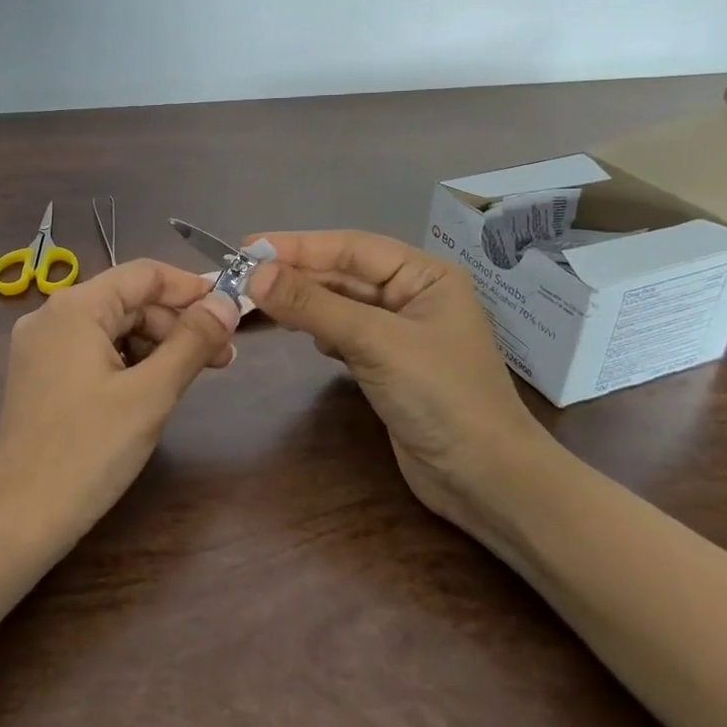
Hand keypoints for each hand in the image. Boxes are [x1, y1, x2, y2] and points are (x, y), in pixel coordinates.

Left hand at [0, 259, 239, 558]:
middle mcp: (51, 316)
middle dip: (177, 324)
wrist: (18, 520)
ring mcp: (41, 348)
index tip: (232, 311)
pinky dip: (130, 362)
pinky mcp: (40, 376)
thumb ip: (192, 342)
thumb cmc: (88, 452)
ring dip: (157, 345)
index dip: (191, 288)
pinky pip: (94, 352)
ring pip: (113, 328)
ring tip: (195, 375)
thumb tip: (227, 302)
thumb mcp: (150, 394)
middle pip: (128, 301)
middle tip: (223, 357)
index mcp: (74, 307)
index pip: (143, 274)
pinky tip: (154, 388)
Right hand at [244, 231, 551, 531]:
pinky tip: (298, 332)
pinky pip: (343, 333)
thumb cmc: (441, 397)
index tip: (247, 246)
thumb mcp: (375, 343)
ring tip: (258, 299)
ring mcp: (400, 333)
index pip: (351, 247)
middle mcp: (413, 296)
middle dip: (296, 274)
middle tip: (240, 275)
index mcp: (425, 276)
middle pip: (343, 274)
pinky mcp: (387, 365)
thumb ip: (313, 305)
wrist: (485, 481)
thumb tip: (254, 274)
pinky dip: (317, 329)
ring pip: (340, 304)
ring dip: (303, 301)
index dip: (297, 245)